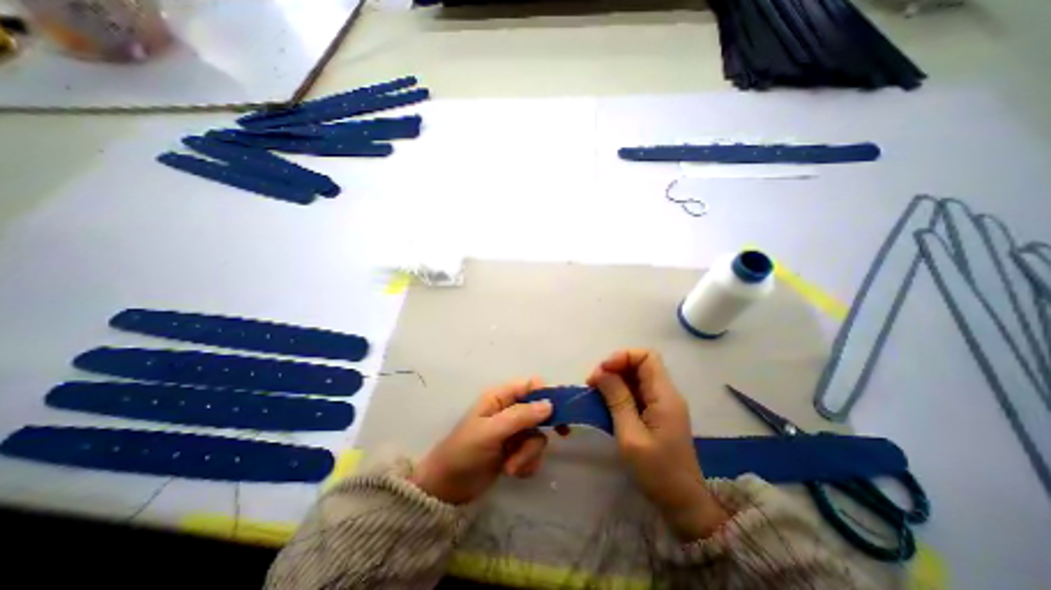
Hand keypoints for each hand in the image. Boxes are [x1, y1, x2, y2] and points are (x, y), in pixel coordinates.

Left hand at [411, 379, 553, 503]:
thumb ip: (520, 416)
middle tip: (562, 435)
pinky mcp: (515, 451)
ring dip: (529, 453)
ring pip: (538, 435)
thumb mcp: (491, 431)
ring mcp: (513, 432)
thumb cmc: (465, 452)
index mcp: (500, 397)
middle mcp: (509, 410)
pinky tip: (513, 472)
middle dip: (541, 429)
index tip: (559, 410)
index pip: (530, 385)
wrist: (447, 489)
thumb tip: (550, 404)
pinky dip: (527, 463)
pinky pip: (533, 452)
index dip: (547, 394)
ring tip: (511, 466)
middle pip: (540, 410)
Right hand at [588, 349, 728, 540]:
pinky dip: (619, 393)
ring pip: (636, 377)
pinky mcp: (656, 414)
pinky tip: (606, 405)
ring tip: (595, 393)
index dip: (622, 357)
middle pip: (640, 364)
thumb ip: (617, 400)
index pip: (646, 357)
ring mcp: (662, 404)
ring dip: (614, 380)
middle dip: (614, 368)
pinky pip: (636, 392)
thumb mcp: (631, 436)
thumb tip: (602, 372)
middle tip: (593, 384)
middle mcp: (665, 394)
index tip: (602, 372)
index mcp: (664, 395)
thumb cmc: (657, 472)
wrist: (683, 504)